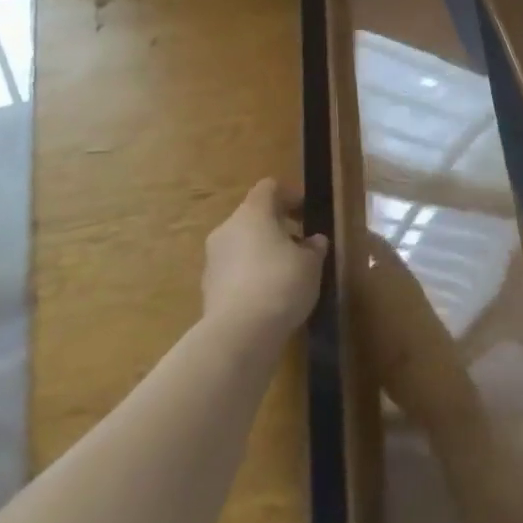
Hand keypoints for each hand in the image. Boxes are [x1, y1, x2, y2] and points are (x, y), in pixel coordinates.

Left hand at [202, 179, 326, 335]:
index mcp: (252, 213)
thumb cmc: (281, 284)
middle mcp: (227, 229)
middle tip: (299, 245)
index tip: (306, 212)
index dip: (289, 195)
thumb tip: (314, 241)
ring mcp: (213, 259)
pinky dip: (250, 275)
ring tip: (286, 274)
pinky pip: (233, 270)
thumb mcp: (311, 264)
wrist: (239, 334)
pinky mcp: (208, 287)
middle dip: (276, 227)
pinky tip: (268, 296)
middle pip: (253, 216)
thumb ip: (314, 247)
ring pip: (241, 244)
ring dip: (262, 252)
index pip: (269, 188)